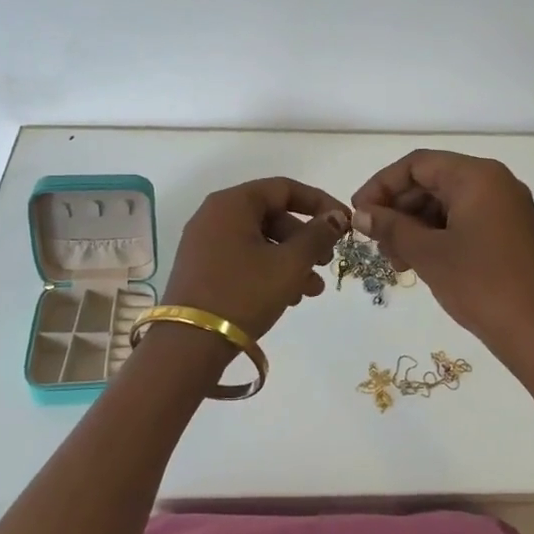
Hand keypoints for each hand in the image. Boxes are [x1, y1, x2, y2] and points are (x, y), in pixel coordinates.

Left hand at [162, 178, 350, 339]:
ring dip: (291, 260)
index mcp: (232, 203)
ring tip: (311, 291)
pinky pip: (244, 258)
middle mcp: (214, 215)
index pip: (284, 188)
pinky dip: (269, 270)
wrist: (189, 344)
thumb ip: (317, 236)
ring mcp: (205, 243)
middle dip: (305, 239)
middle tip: (326, 262)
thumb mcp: (289, 264)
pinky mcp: (202, 268)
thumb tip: (335, 217)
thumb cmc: (243, 294)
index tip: (344, 223)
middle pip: (272, 215)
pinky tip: (288, 297)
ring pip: (260, 240)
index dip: (319, 202)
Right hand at [351, 151, 533, 374]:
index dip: (381, 185)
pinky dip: (437, 236)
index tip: (358, 213)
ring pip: (446, 203)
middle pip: (432, 181)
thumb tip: (360, 213)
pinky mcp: (510, 232)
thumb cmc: (481, 284)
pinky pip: (464, 220)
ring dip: (415, 226)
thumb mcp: (428, 254)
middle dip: (398, 209)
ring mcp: (506, 208)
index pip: (417, 164)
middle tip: (375, 242)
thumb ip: (390, 227)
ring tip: (395, 260)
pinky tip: (419, 262)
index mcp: (478, 176)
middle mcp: (495, 182)